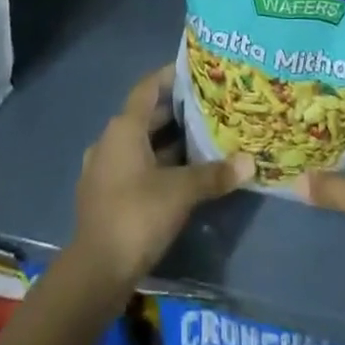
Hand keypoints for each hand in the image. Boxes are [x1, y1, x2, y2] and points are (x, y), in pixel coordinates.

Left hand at [72, 65, 254, 288]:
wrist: (95, 272)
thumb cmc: (137, 216)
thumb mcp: (181, 192)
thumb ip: (214, 174)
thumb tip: (249, 162)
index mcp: (124, 127)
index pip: (149, 87)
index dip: (171, 76)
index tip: (196, 72)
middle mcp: (110, 140)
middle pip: (146, 116)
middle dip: (175, 112)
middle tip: (209, 107)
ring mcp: (104, 169)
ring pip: (140, 144)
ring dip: (167, 142)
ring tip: (201, 140)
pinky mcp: (105, 195)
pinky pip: (134, 167)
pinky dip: (156, 164)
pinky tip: (180, 176)